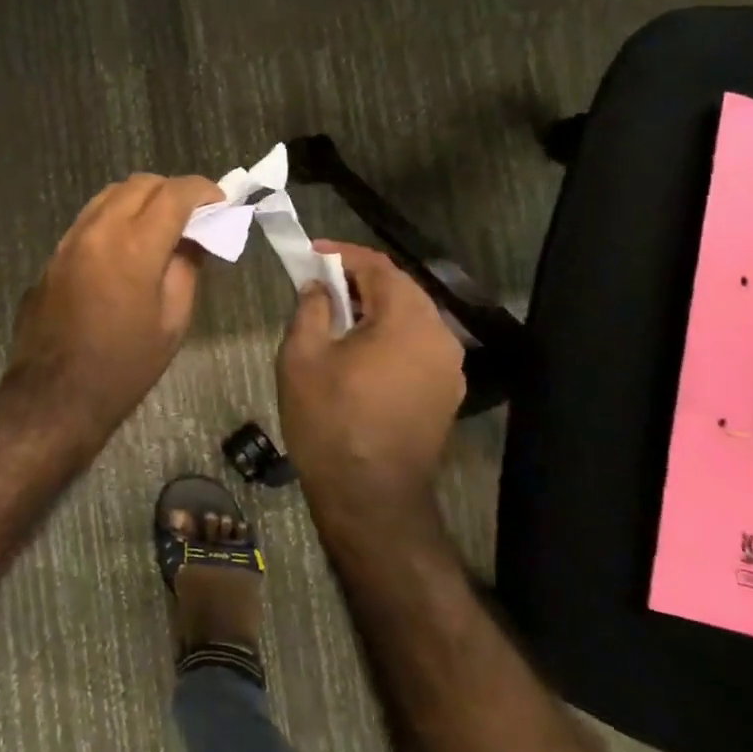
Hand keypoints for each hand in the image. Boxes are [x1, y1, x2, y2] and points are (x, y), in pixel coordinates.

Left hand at [7, 173, 223, 433]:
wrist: (54, 395)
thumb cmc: (124, 366)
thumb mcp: (172, 321)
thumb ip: (186, 268)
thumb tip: (195, 237)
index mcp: (134, 246)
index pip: (174, 194)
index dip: (203, 190)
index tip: (220, 201)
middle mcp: (98, 230)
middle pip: (140, 184)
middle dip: (172, 190)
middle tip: (194, 215)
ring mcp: (70, 239)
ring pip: (110, 194)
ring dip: (141, 199)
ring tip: (162, 225)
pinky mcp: (54, 254)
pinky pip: (90, 217)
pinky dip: (116, 216)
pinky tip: (128, 244)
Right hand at [277, 240, 466, 512]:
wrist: (370, 498)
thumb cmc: (329, 420)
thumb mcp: (302, 356)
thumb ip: (311, 308)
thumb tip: (320, 287)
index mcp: (407, 320)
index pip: (379, 266)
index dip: (343, 254)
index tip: (311, 253)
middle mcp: (439, 336)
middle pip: (400, 289)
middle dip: (359, 280)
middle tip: (320, 283)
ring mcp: (449, 368)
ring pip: (411, 318)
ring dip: (375, 309)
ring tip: (336, 316)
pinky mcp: (446, 394)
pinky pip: (417, 346)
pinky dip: (389, 336)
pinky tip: (360, 351)